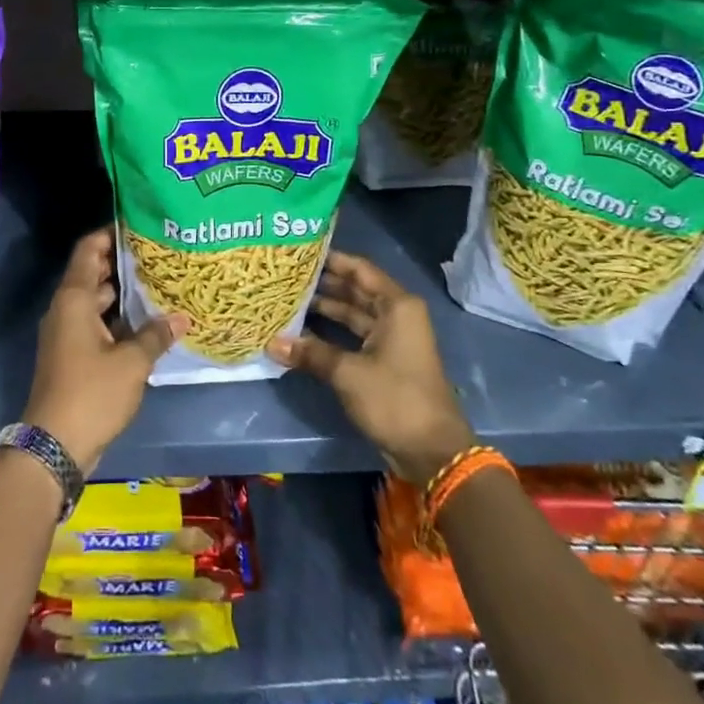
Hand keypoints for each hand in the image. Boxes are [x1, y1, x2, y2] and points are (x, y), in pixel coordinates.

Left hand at [24, 229, 185, 475]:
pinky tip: (148, 323)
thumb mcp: (132, 363)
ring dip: (123, 294)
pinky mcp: (72, 355)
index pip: (88, 250)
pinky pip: (96, 325)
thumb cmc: (91, 393)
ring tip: (160, 284)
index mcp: (74, 299)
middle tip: (159, 254)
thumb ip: (156, 335)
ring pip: (96, 302)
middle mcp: (66, 309)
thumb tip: (182, 317)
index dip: (109, 234)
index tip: (137, 225)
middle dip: (123, 263)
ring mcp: (67, 333)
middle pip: (93, 274)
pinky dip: (118, 319)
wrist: (54, 444)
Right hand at [267, 250, 474, 485]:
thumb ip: (310, 353)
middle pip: (355, 290)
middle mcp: (396, 315)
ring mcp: (391, 339)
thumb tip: (271, 343)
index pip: (359, 269)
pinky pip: (353, 336)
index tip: (299, 252)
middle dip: (323, 283)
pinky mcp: (384, 361)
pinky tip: (301, 332)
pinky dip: (331, 333)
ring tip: (287, 299)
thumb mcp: (348, 373)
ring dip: (325, 309)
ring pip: (353, 314)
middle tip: (286, 275)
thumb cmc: (395, 399)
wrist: (432, 452)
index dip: (330, 259)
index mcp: (397, 306)